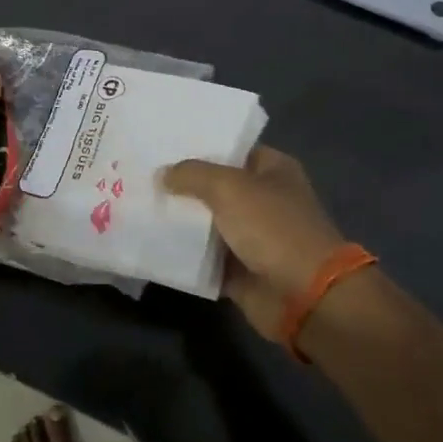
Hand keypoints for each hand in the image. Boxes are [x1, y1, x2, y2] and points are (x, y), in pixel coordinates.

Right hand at [161, 147, 349, 340]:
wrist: (303, 296)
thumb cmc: (272, 228)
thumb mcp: (229, 187)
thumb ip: (192, 174)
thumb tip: (163, 174)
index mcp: (272, 170)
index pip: (231, 149)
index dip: (200, 147)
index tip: (162, 145)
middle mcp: (264, 199)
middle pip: (215, 187)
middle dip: (183, 184)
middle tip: (142, 174)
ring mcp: (252, 236)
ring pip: (207, 223)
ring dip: (180, 220)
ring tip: (139, 205)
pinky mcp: (239, 269)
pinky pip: (204, 257)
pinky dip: (184, 254)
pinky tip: (151, 242)